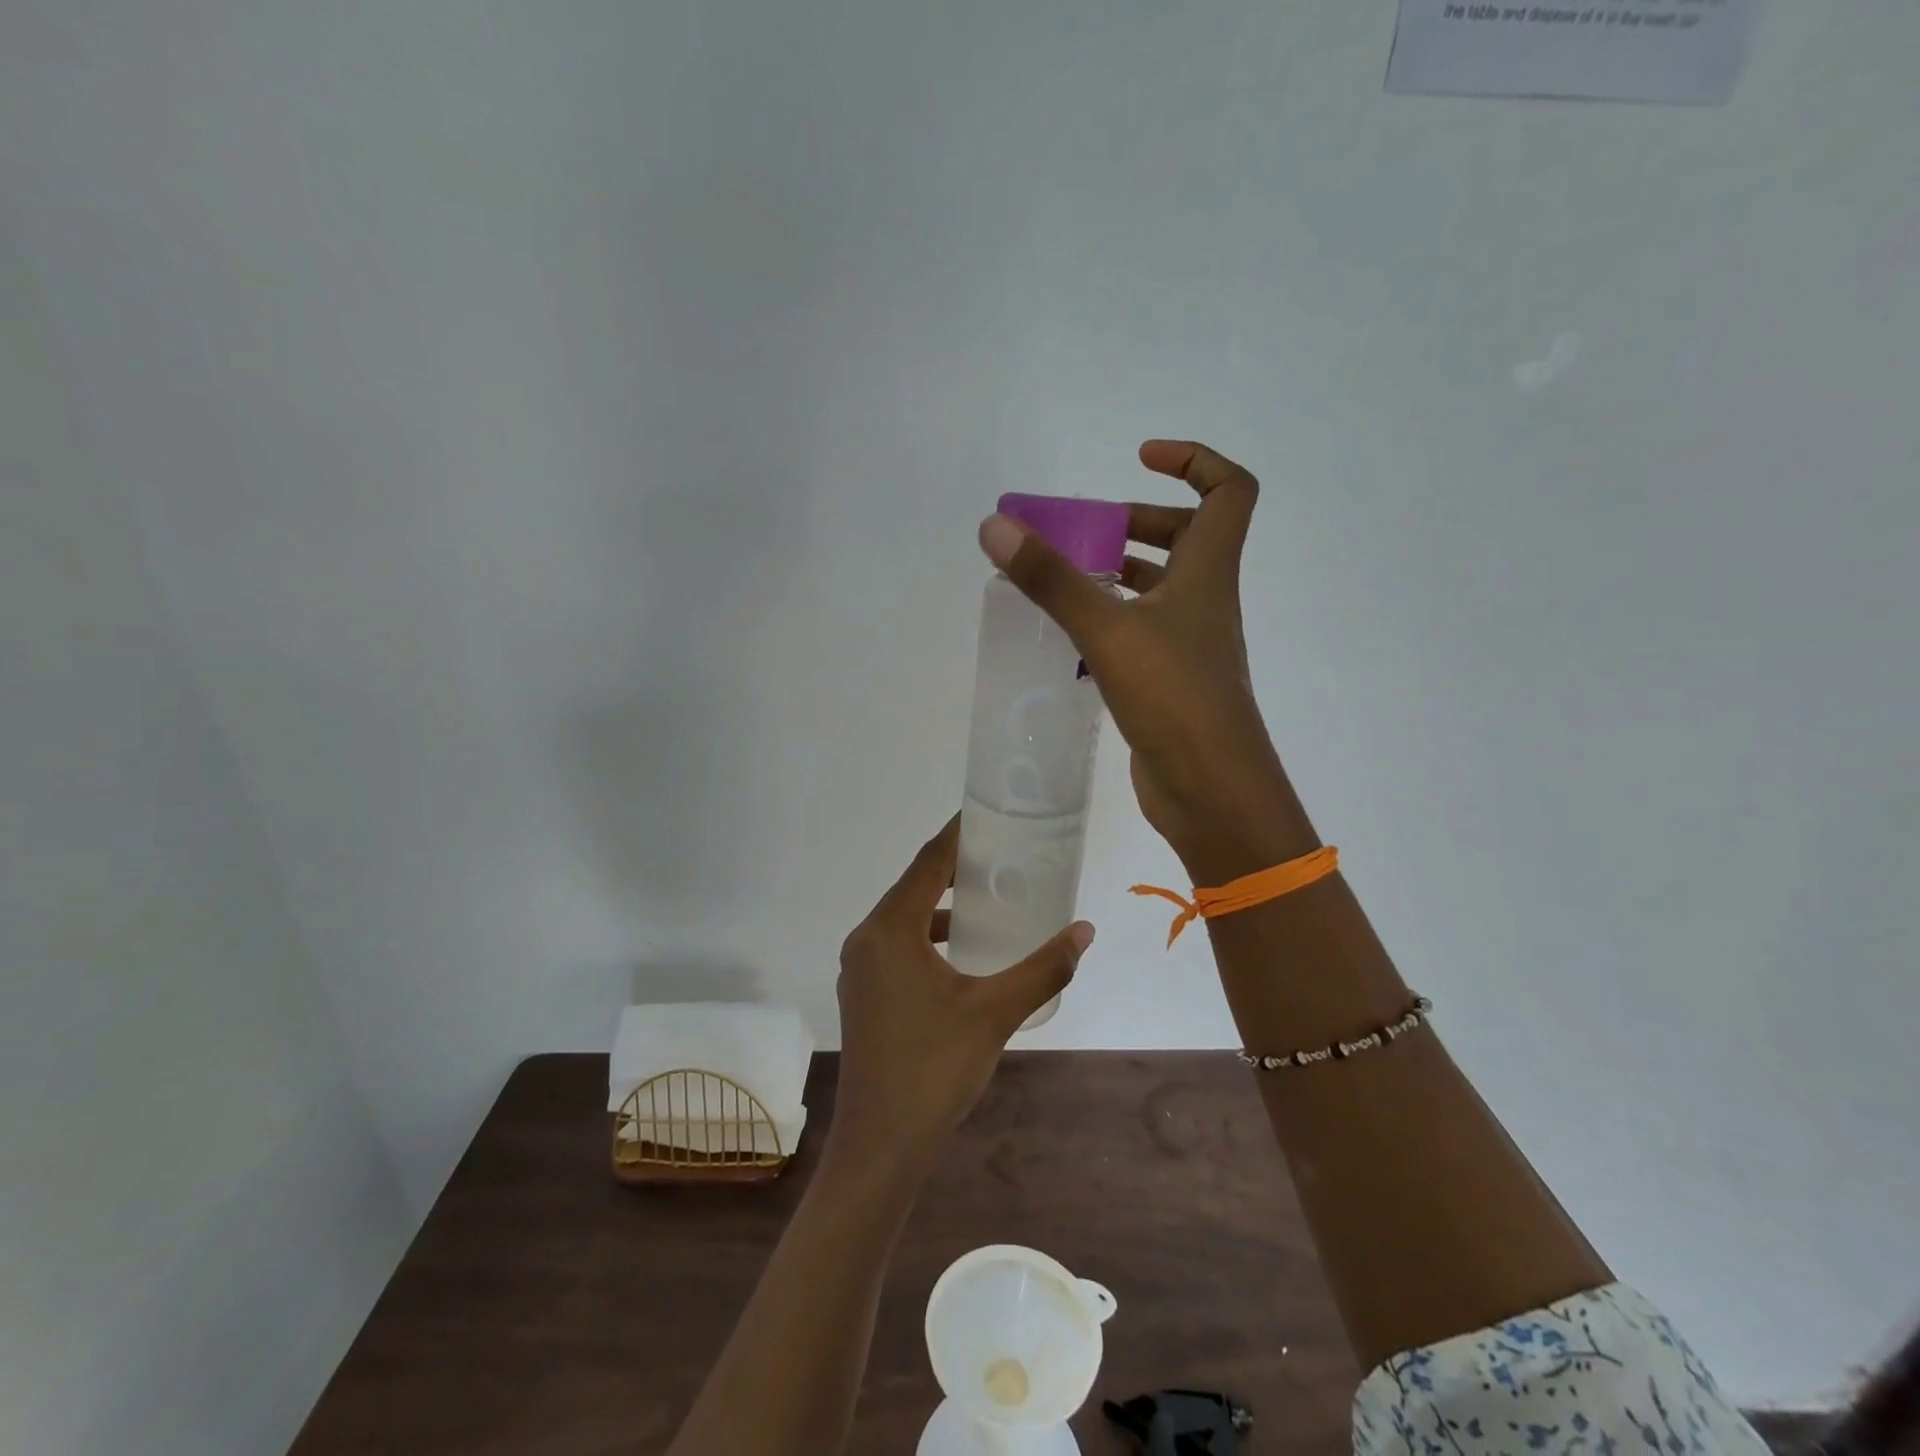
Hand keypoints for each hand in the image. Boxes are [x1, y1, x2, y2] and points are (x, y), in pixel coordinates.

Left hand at [831, 816, 1093, 1170]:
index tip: (987, 813)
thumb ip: (1043, 969)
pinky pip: (898, 946)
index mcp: (889, 931)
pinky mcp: (864, 995)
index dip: (957, 835)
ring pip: (905, 919)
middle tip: (1002, 855)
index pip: (927, 863)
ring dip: (943, 906)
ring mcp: (860, 970)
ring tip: (988, 899)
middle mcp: (866, 940)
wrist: (880, 1147)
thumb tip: (1084, 931)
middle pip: (914, 886)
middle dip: (955, 868)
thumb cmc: (934, 1069)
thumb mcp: (995, 1012)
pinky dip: (930, 937)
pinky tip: (963, 954)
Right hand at [978, 440, 1314, 881]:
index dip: (1193, 460)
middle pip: (1184, 537)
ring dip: (1113, 573)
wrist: (1212, 792)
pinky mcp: (1168, 682)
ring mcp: (1188, 645)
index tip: (1139, 458)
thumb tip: (996, 526)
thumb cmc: (1174, 698)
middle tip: (1076, 531)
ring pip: (1156, 589)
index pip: (1228, 491)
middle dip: (1132, 522)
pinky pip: (1137, 633)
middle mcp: (1204, 601)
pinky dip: (1106, 621)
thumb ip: (1052, 579)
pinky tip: (1065, 636)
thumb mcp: (1108, 630)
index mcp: (1208, 572)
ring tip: (1057, 578)